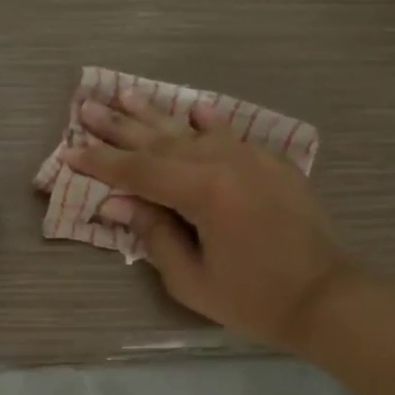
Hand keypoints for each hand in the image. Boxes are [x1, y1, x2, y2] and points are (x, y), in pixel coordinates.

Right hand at [68, 93, 352, 350]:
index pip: (139, 171)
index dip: (102, 163)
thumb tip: (115, 203)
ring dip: (158, 115)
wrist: (325, 296)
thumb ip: (153, 234)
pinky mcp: (271, 163)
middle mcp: (225, 162)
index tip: (69, 152)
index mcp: (204, 192)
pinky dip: (209, 122)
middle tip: (88, 107)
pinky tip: (193, 106)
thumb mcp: (191, 279)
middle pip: (162, 141)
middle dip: (121, 127)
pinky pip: (231, 135)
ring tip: (126, 95)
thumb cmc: (253, 299)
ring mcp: (252, 158)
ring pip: (193, 131)